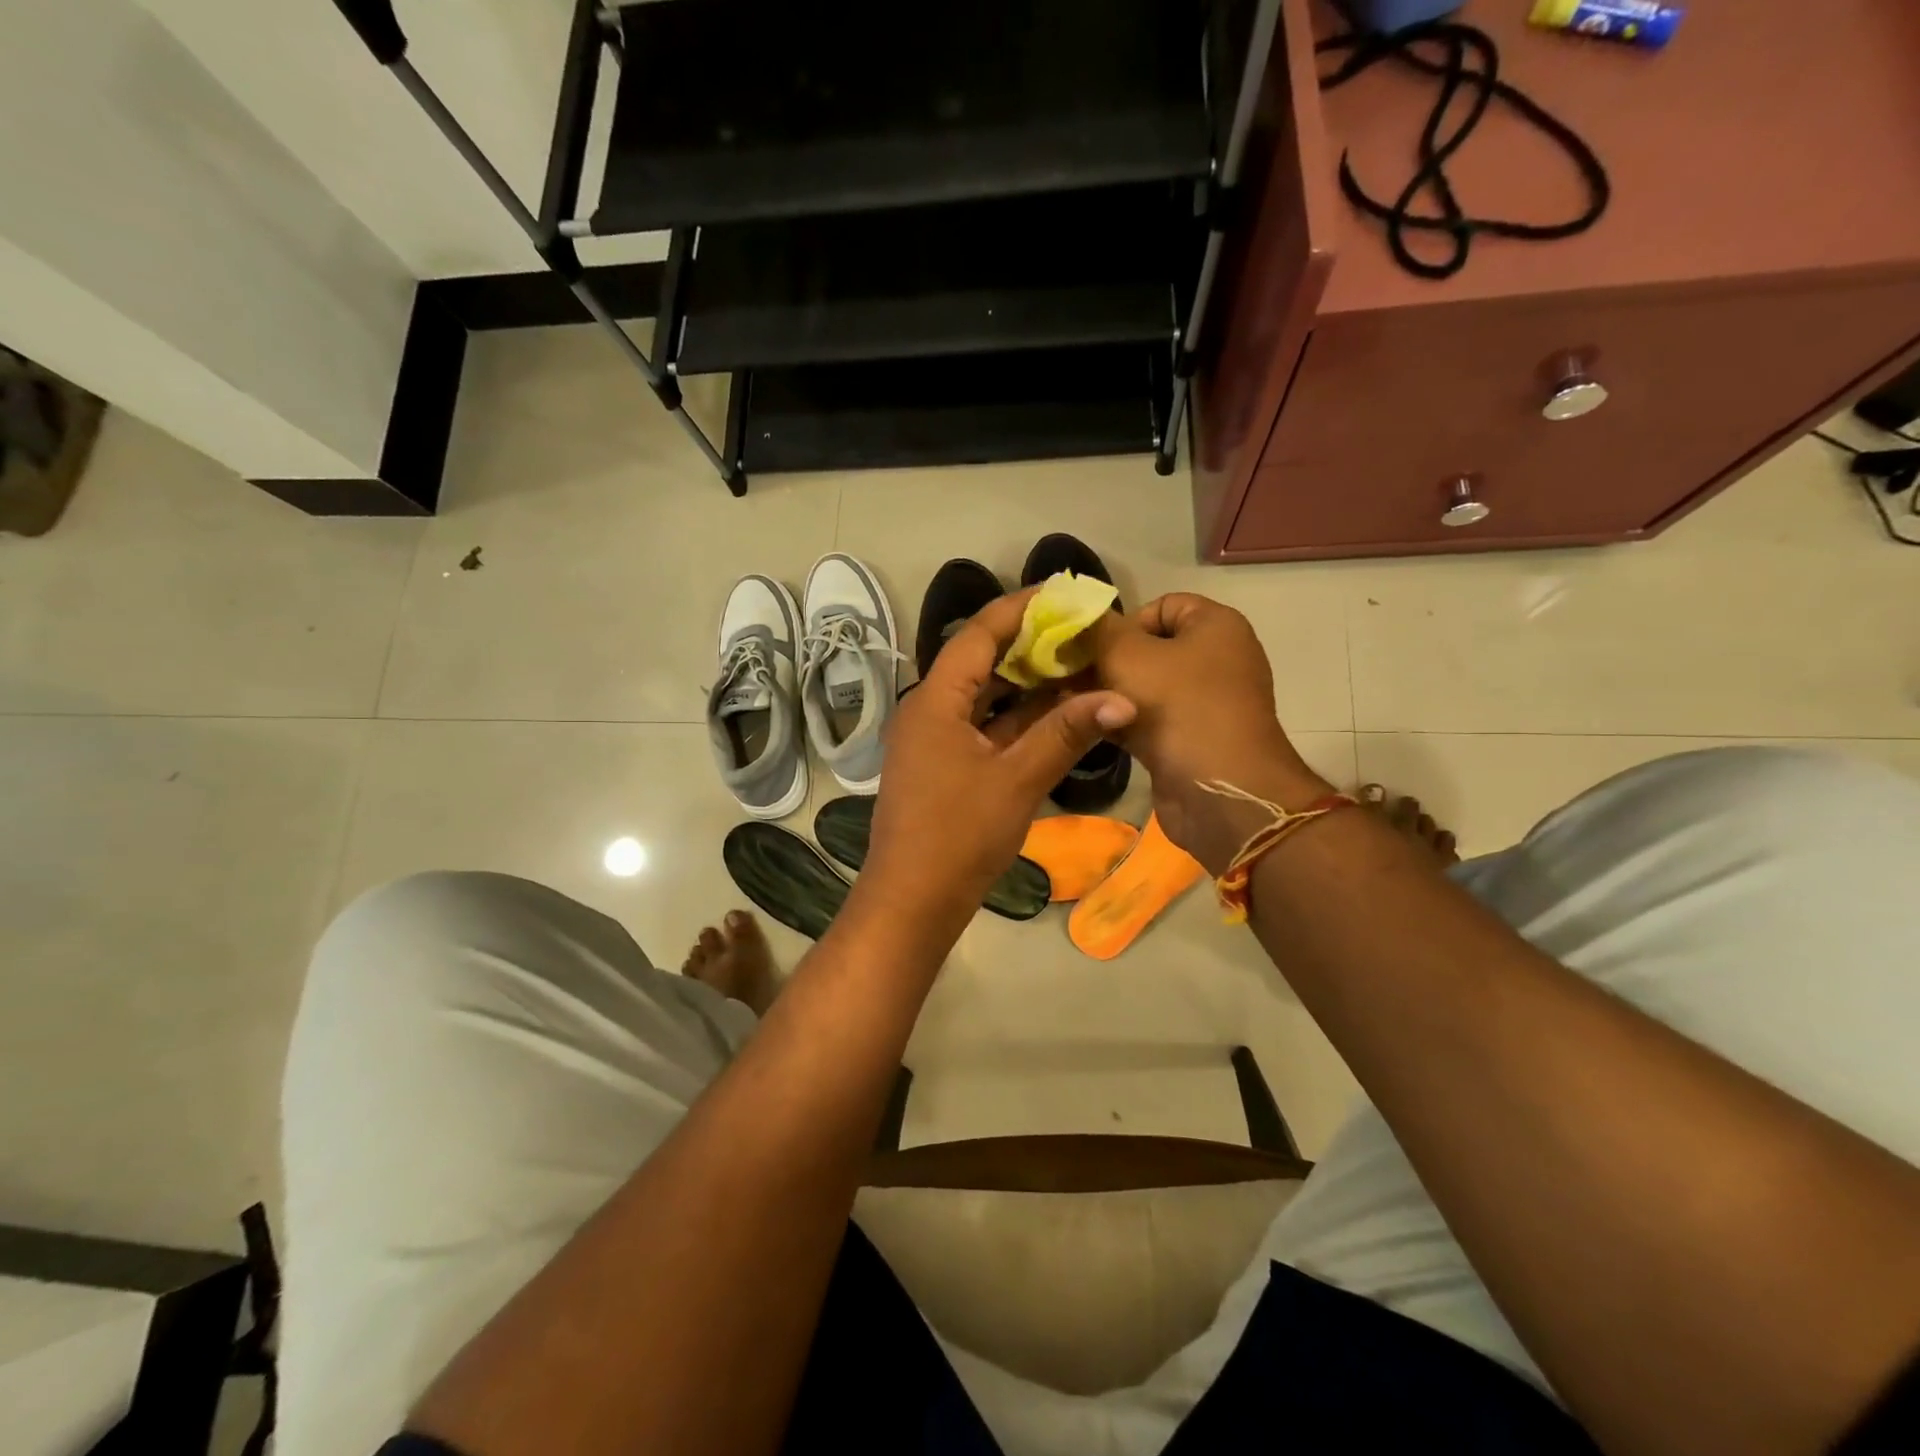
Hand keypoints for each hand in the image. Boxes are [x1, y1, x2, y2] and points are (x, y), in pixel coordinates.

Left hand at [859, 589, 1135, 938]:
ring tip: (1077, 668)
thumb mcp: (1017, 779)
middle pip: (980, 661)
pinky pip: (982, 727)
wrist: (912, 901)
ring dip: (1026, 685)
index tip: (1065, 594)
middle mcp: (928, 710)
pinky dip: (1016, 719)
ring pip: (983, 696)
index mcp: (935, 700)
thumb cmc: (959, 835)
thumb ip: (1067, 734)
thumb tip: (1122, 699)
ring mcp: (933, 739)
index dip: (1021, 608)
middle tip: (1081, 633)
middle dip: (1030, 646)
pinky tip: (1055, 716)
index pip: (979, 633)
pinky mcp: (942, 766)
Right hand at [1084, 593, 1330, 872]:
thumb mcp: (1128, 656)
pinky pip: (1147, 719)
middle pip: (1148, 648)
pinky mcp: (1189, 739)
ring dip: (1108, 694)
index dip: (1124, 622)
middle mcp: (1215, 659)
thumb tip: (1077, 616)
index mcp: (1215, 626)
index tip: (1094, 649)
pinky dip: (1120, 720)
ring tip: (1070, 702)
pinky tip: (1086, 726)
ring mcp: (1203, 703)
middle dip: (1107, 661)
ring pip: (1144, 686)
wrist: (1219, 792)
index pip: (1162, 605)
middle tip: (1069, 677)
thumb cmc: (1178, 709)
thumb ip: (1098, 630)